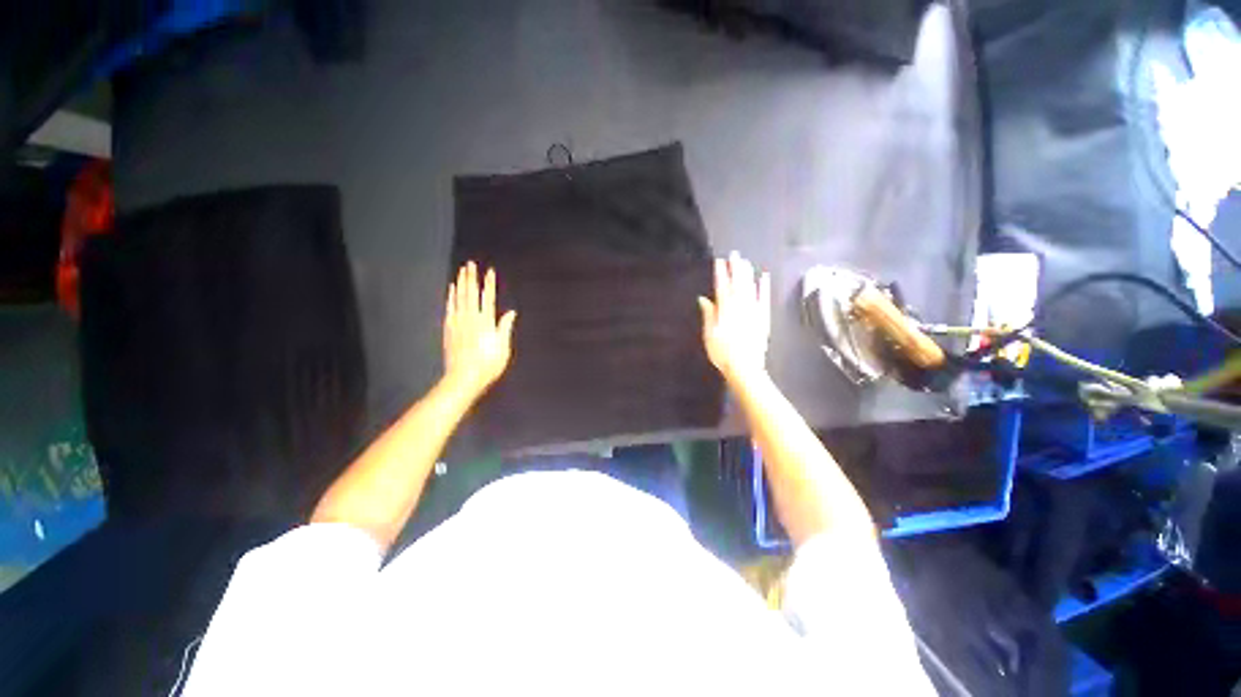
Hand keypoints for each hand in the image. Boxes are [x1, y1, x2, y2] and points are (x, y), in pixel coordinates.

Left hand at [443, 262, 516, 397]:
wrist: (463, 377)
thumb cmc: (488, 364)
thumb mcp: (502, 347)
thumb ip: (504, 327)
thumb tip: (510, 312)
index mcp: (485, 322)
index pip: (488, 298)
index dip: (489, 284)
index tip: (490, 271)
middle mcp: (470, 318)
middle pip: (471, 294)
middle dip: (471, 278)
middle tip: (470, 263)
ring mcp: (457, 322)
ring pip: (459, 298)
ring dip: (460, 283)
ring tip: (462, 271)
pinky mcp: (448, 328)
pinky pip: (449, 307)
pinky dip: (450, 296)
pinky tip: (451, 289)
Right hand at [697, 251, 770, 382]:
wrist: (745, 368)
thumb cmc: (722, 353)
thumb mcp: (710, 335)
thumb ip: (708, 315)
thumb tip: (703, 299)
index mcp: (725, 311)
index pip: (722, 288)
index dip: (721, 274)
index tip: (719, 261)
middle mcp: (740, 308)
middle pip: (737, 284)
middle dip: (735, 268)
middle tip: (735, 254)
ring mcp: (753, 312)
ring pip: (750, 289)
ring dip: (747, 274)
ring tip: (745, 262)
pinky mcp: (763, 318)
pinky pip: (764, 300)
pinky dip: (764, 288)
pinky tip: (763, 278)